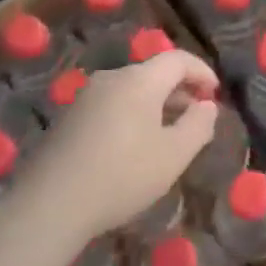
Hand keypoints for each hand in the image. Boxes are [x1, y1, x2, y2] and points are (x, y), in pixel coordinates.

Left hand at [17, 51, 219, 237]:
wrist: (49, 205)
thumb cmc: (122, 176)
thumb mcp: (174, 155)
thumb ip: (199, 125)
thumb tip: (206, 105)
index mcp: (139, 81)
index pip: (178, 59)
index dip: (202, 71)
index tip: (216, 94)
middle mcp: (112, 79)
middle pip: (154, 73)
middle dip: (180, 90)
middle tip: (196, 117)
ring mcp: (86, 97)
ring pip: (132, 90)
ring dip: (156, 104)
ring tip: (169, 134)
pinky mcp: (69, 118)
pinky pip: (112, 105)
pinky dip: (133, 114)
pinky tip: (135, 146)